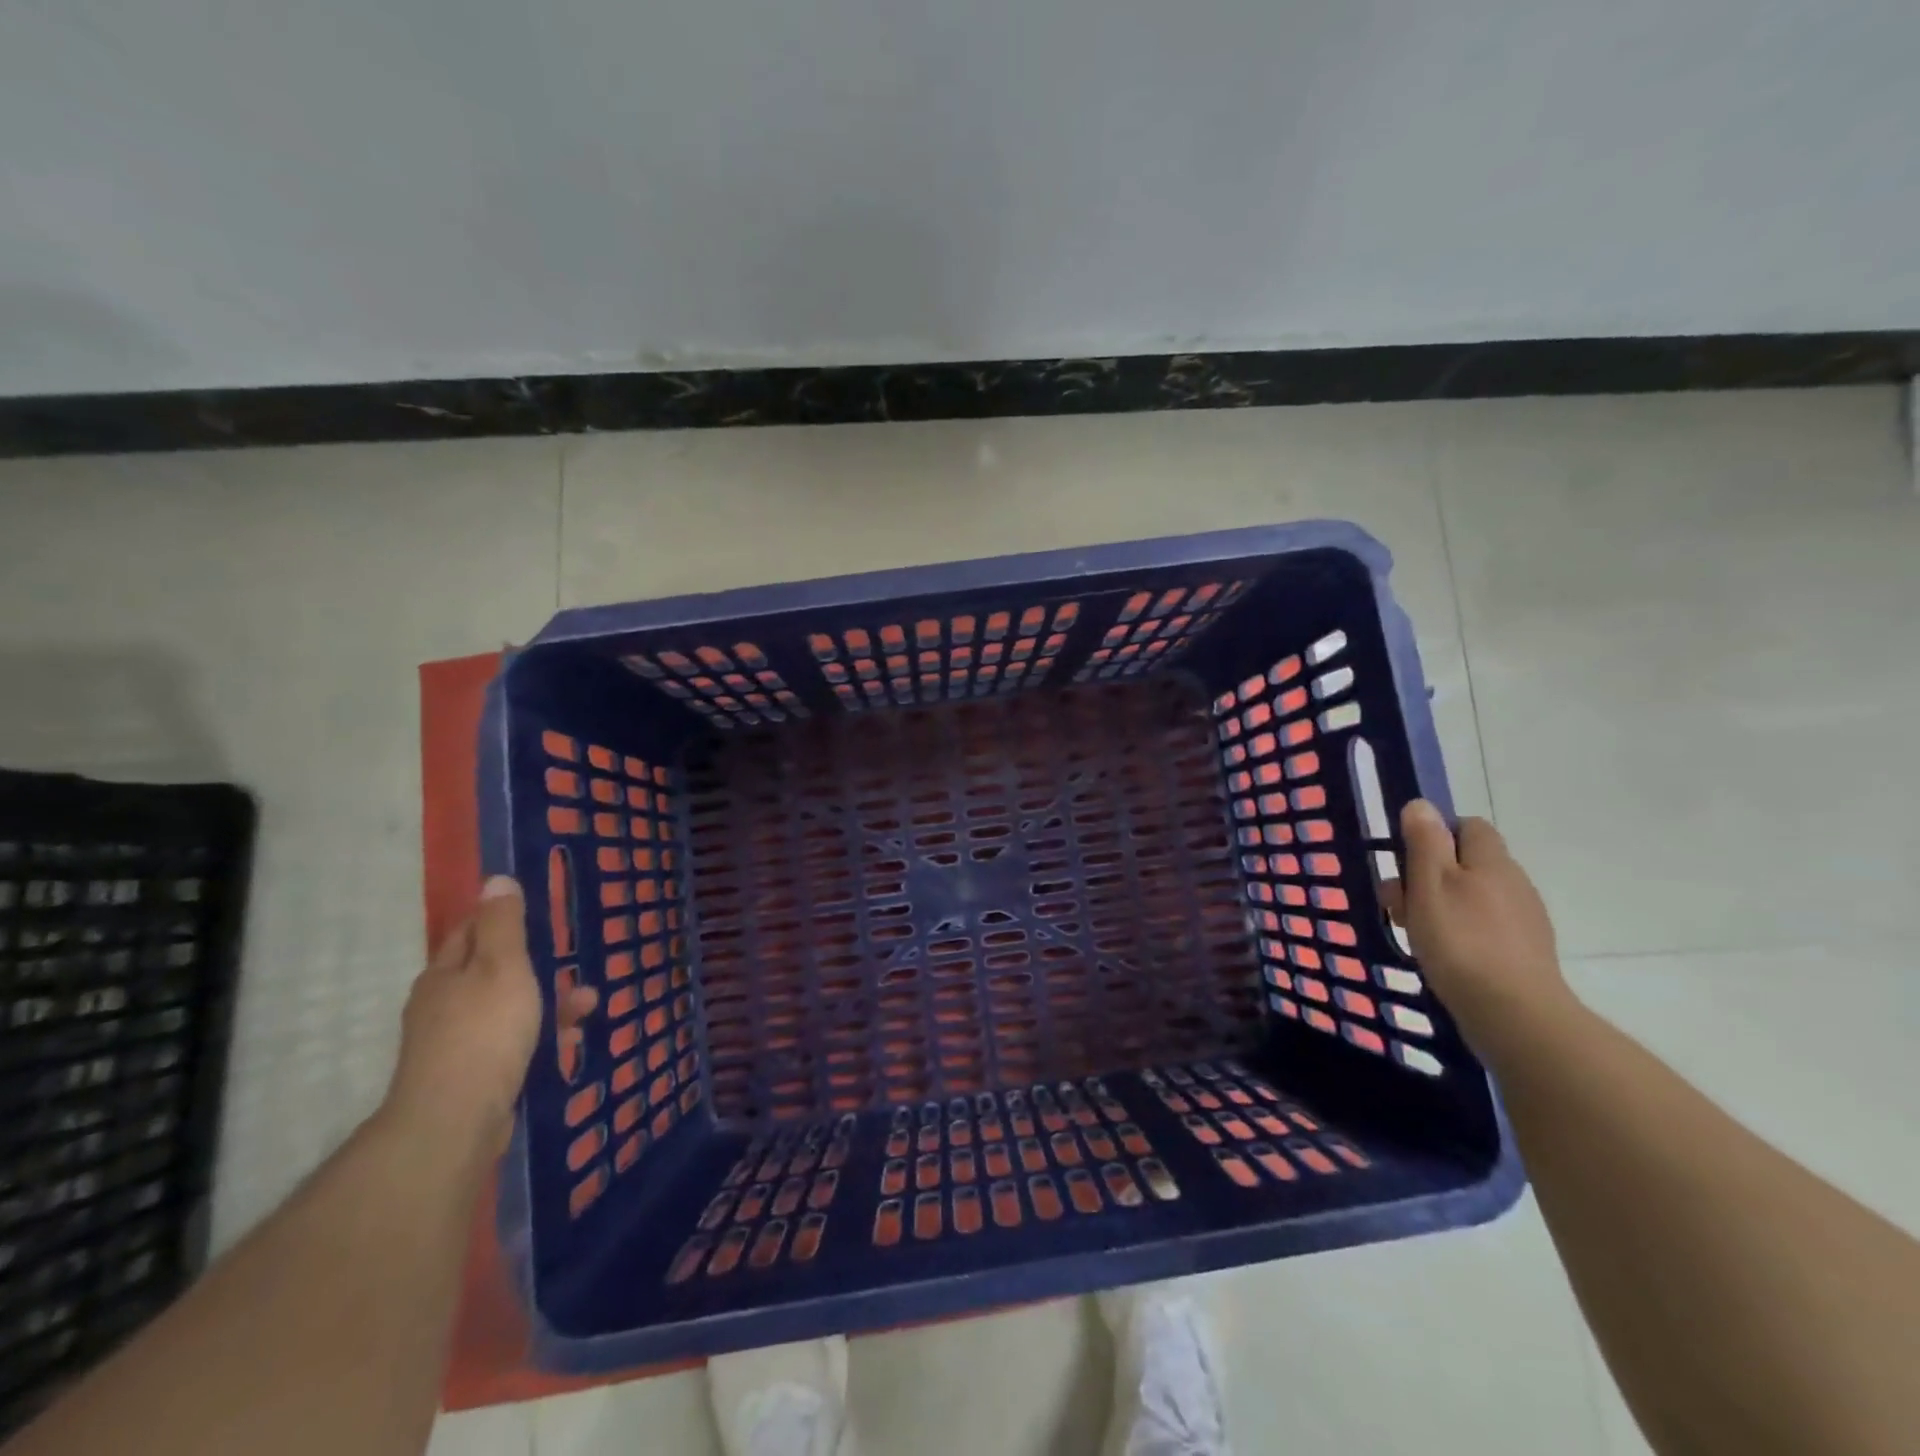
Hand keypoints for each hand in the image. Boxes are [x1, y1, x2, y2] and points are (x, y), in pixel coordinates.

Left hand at [381, 876, 585, 1157]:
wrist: (455, 1121)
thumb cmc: (484, 1031)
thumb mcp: (502, 967)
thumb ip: (503, 924)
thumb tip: (495, 879)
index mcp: (445, 973)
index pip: (470, 931)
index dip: (500, 918)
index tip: (538, 913)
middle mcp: (443, 1004)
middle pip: (492, 972)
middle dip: (537, 964)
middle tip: (573, 960)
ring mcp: (455, 1043)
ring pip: (509, 1009)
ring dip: (549, 1001)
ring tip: (589, 1003)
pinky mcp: (472, 1076)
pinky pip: (513, 1043)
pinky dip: (542, 1035)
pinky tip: (570, 1040)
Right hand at [1390, 800, 1574, 1047]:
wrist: (1514, 1014)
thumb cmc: (1461, 941)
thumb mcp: (1430, 884)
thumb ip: (1425, 842)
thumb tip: (1421, 805)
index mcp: (1491, 861)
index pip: (1469, 826)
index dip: (1436, 835)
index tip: (1408, 861)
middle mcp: (1514, 883)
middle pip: (1466, 863)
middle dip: (1429, 876)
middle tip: (1400, 904)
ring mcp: (1524, 919)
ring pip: (1472, 896)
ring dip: (1442, 906)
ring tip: (1416, 933)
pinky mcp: (1524, 952)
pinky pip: (1485, 927)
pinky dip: (1461, 932)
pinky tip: (1444, 956)